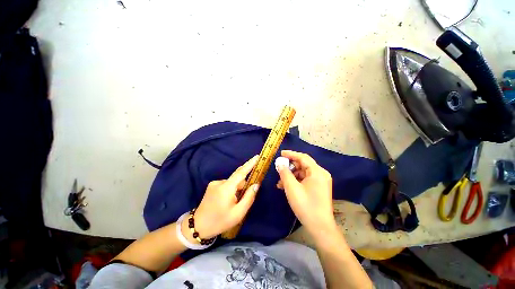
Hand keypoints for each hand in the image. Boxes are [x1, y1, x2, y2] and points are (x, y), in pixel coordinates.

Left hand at [182, 155, 259, 241]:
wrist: (198, 227)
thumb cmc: (220, 221)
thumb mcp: (238, 213)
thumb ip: (249, 197)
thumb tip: (256, 185)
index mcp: (226, 188)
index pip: (241, 173)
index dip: (250, 164)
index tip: (257, 156)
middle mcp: (220, 182)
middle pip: (237, 179)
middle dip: (243, 185)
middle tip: (242, 199)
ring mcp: (214, 184)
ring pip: (232, 182)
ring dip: (236, 189)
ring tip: (232, 204)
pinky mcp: (211, 186)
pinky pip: (226, 184)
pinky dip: (230, 190)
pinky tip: (226, 201)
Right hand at [276, 150, 336, 238]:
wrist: (320, 227)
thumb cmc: (305, 206)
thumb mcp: (292, 188)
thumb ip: (284, 173)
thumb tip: (280, 163)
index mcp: (317, 172)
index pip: (303, 157)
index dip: (291, 154)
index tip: (281, 153)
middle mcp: (321, 174)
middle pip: (303, 165)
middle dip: (289, 167)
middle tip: (279, 170)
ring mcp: (320, 181)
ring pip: (303, 173)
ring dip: (291, 176)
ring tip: (280, 182)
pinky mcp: (318, 188)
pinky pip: (305, 180)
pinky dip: (296, 181)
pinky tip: (286, 187)